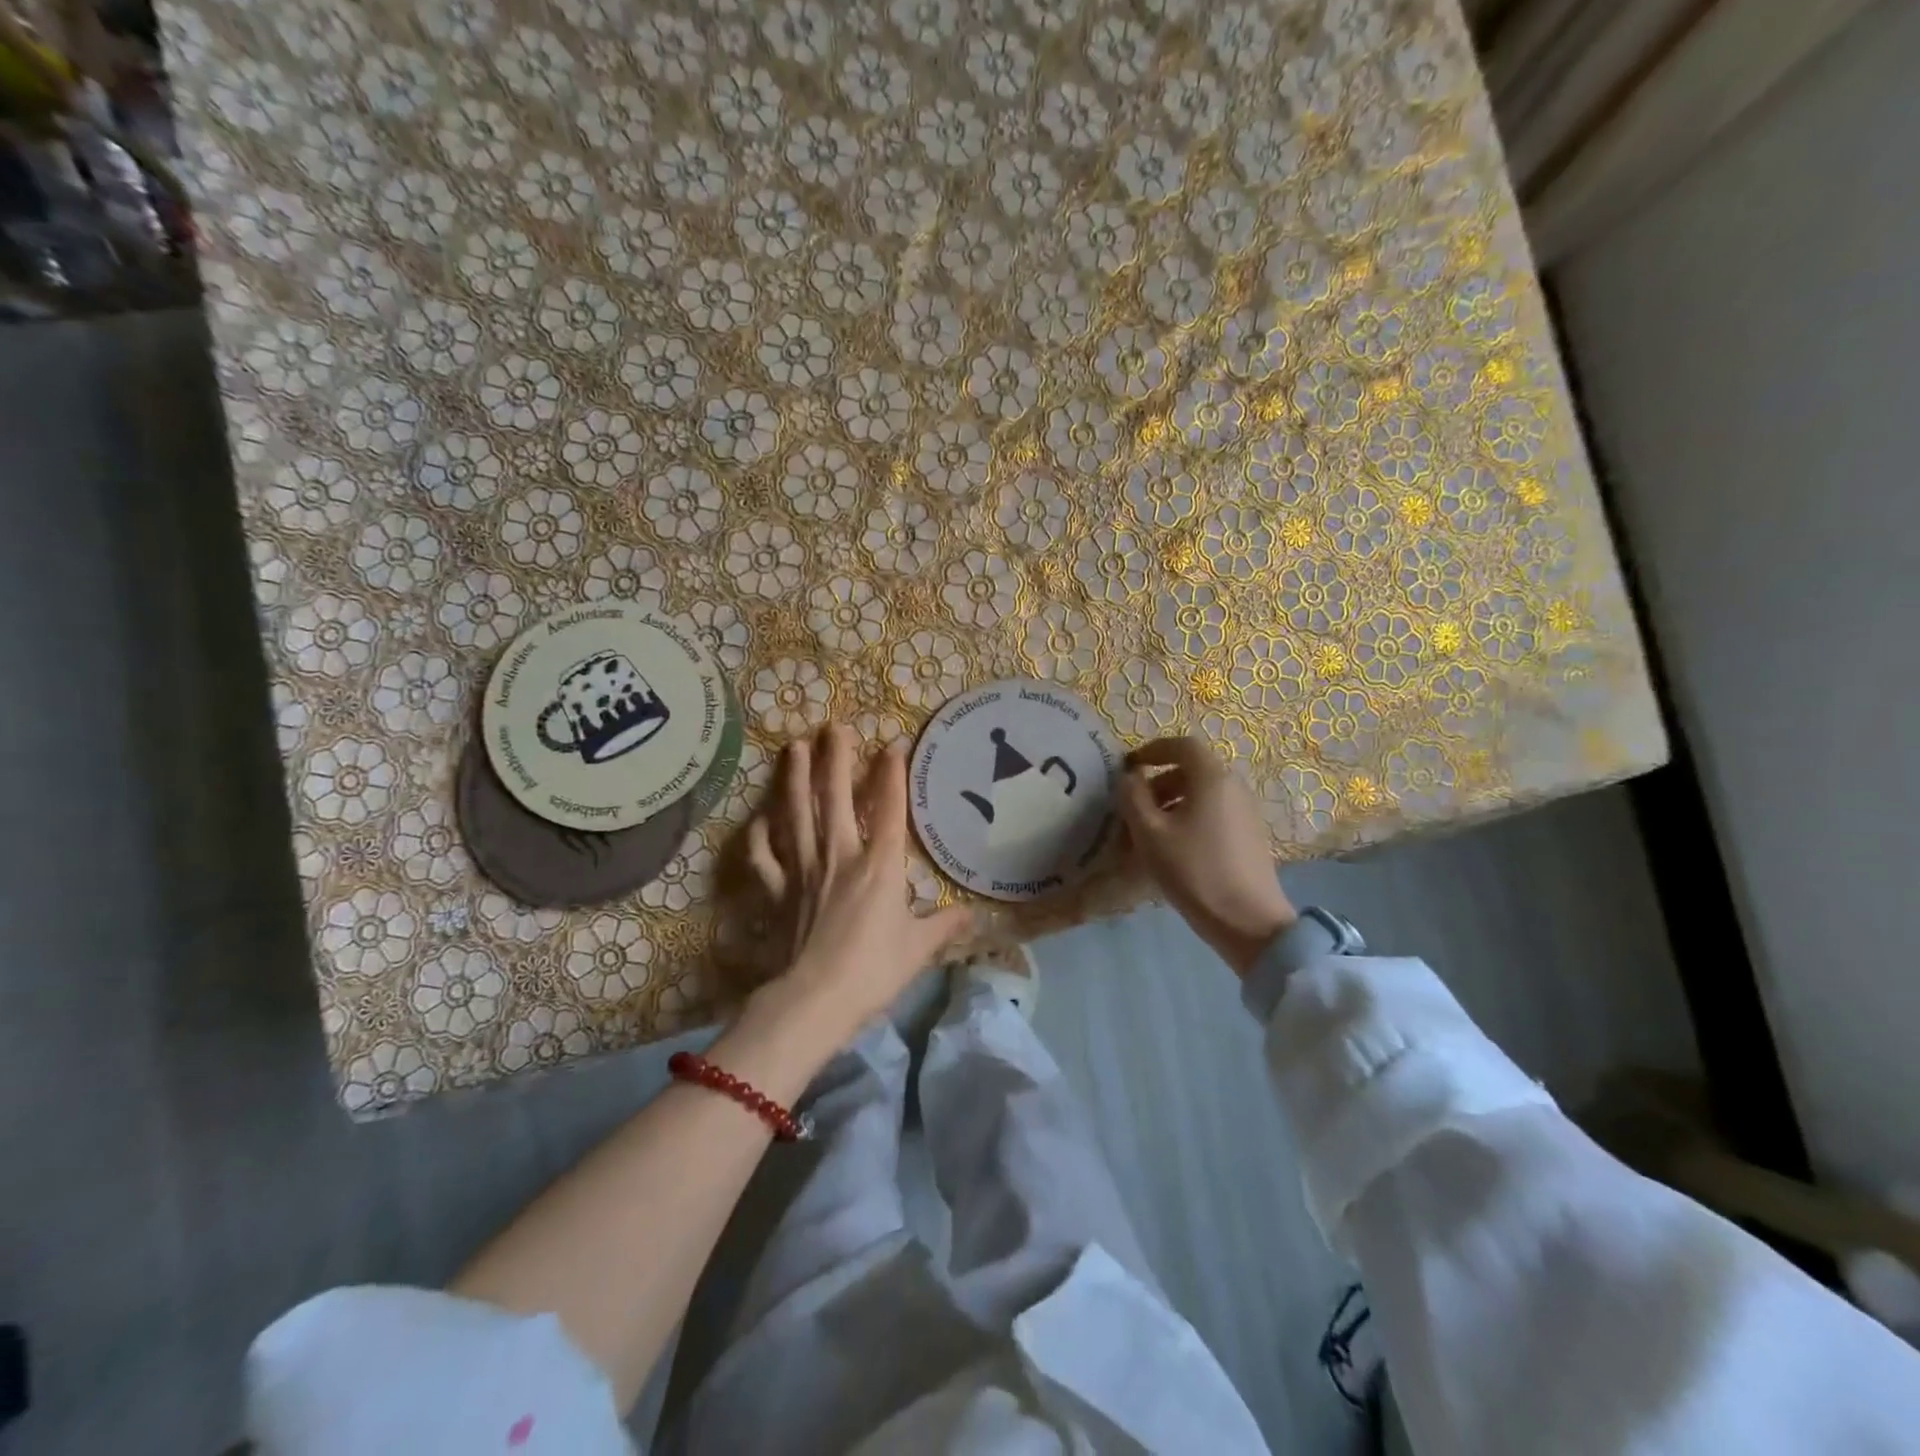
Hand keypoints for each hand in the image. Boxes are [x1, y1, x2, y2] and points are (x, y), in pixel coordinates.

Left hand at [745, 723, 973, 1040]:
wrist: (815, 1001)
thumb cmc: (874, 971)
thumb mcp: (919, 949)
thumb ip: (944, 926)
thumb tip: (973, 915)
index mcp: (879, 866)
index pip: (889, 809)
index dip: (891, 774)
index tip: (892, 744)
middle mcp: (839, 856)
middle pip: (836, 799)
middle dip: (835, 759)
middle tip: (832, 726)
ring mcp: (803, 871)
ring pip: (796, 815)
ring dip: (795, 779)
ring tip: (792, 747)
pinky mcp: (777, 892)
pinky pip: (764, 858)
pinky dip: (759, 836)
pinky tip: (758, 819)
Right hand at [1118, 736, 1296, 975]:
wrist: (1248, 921)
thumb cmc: (1194, 870)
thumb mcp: (1150, 833)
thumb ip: (1133, 797)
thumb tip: (1130, 777)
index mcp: (1212, 778)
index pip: (1182, 745)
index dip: (1153, 749)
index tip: (1130, 766)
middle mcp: (1234, 787)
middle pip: (1193, 770)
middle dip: (1159, 781)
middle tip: (1135, 806)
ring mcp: (1246, 811)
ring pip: (1203, 793)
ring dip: (1173, 802)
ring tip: (1150, 832)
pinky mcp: (1250, 835)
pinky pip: (1214, 812)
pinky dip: (1190, 817)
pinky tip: (1175, 848)